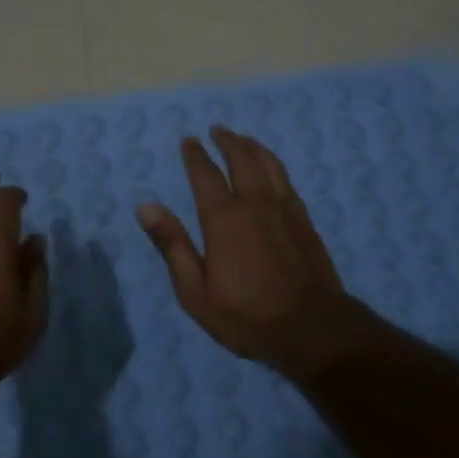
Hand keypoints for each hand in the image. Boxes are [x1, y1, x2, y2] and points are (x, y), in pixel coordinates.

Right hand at [136, 127, 350, 380]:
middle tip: (217, 130)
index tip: (188, 140)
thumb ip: (173, 245)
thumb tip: (145, 206)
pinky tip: (271, 166)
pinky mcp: (304, 218)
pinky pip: (286, 178)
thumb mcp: (196, 291)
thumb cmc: (247, 316)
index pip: (206, 174)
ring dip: (252, 146)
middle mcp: (255, 203)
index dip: (195, 155)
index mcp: (224, 219)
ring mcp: (284, 208)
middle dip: (227, 141)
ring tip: (243, 139)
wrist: (312, 328)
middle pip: (241, 158)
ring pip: (268, 163)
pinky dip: (273, 163)